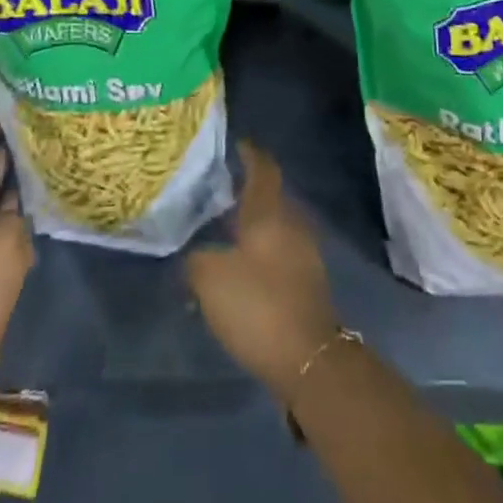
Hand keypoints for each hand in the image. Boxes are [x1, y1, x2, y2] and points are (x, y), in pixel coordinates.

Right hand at [185, 142, 340, 401]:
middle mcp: (290, 223)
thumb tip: (194, 253)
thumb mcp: (210, 278)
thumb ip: (196, 258)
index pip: (262, 167)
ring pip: (274, 224)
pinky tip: (239, 264)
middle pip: (270, 195)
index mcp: (269, 211)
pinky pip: (279, 250)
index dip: (249, 153)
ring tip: (222, 227)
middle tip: (217, 189)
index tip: (235, 144)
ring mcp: (303, 252)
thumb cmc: (258, 304)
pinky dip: (260, 248)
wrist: (308, 358)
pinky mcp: (306, 281)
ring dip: (252, 222)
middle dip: (246, 189)